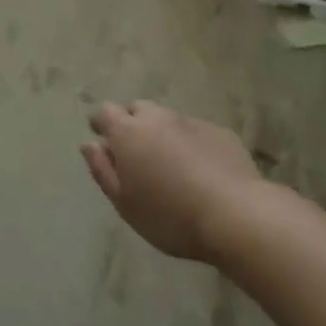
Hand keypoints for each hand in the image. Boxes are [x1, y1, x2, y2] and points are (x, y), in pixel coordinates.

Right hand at [80, 101, 259, 262]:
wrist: (236, 215)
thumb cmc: (170, 215)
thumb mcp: (125, 204)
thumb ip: (102, 171)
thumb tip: (89, 145)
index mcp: (128, 132)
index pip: (105, 113)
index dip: (101, 123)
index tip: (102, 138)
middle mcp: (157, 118)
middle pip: (137, 110)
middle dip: (133, 124)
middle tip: (138, 154)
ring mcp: (190, 121)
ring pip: (168, 119)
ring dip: (163, 134)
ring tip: (170, 164)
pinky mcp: (219, 132)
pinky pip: (196, 132)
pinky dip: (191, 144)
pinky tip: (202, 171)